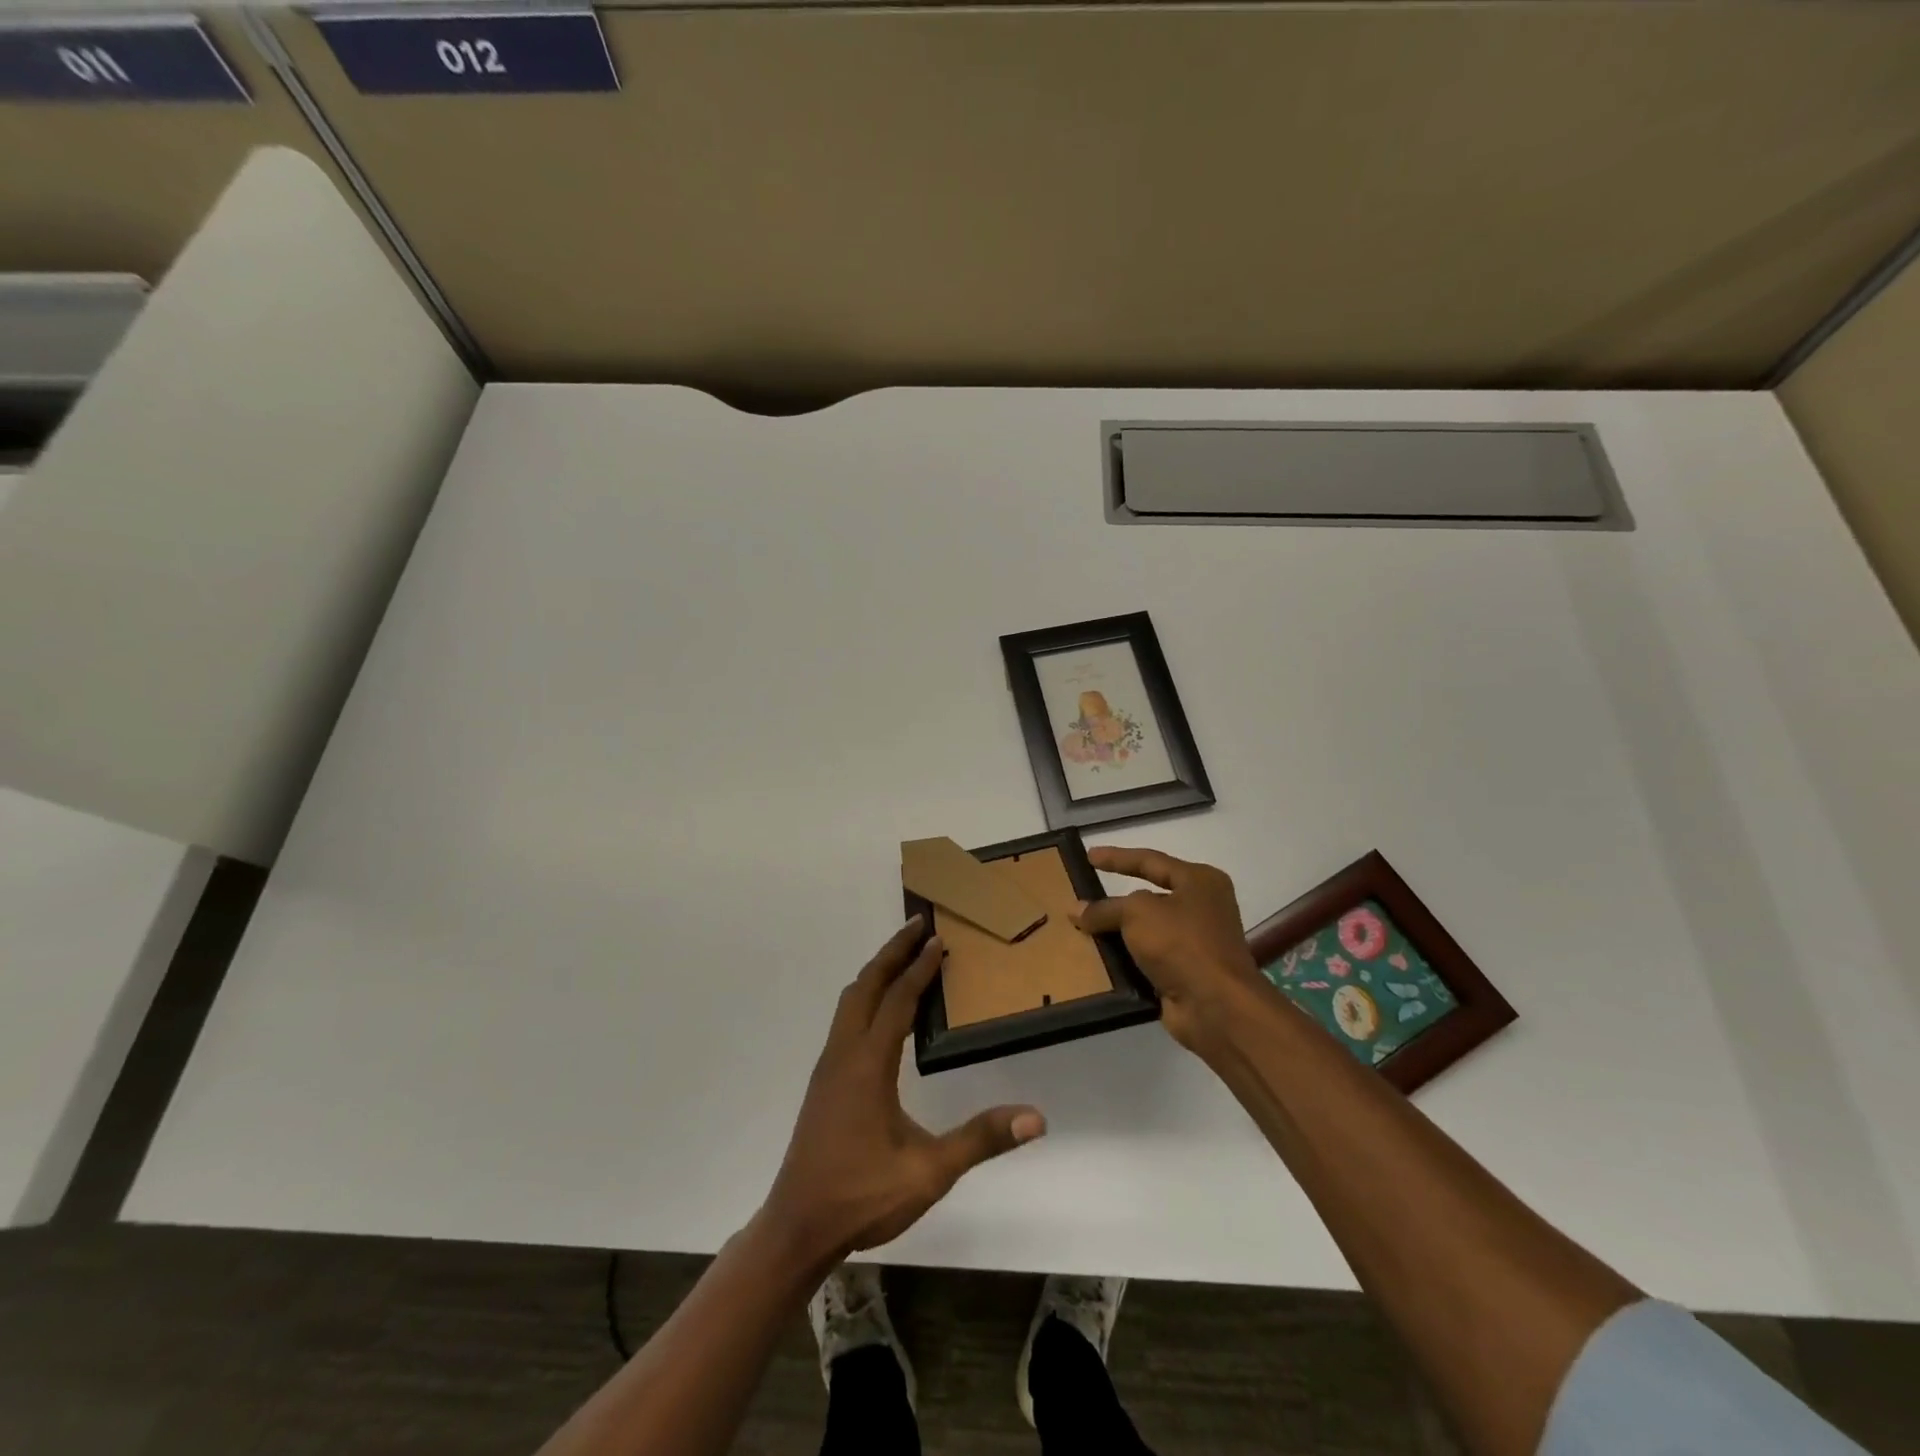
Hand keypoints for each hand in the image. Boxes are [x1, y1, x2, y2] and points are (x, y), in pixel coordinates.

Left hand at [762, 918, 1045, 1265]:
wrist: (798, 1225)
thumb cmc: (862, 1195)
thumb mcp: (929, 1172)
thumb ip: (980, 1139)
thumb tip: (1035, 1117)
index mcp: (867, 1064)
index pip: (896, 1000)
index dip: (919, 967)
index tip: (938, 939)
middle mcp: (844, 1053)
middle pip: (865, 985)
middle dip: (891, 951)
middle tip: (918, 925)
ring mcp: (829, 1066)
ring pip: (850, 1000)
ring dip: (876, 971)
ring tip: (903, 956)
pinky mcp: (824, 1081)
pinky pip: (846, 1018)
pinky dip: (866, 995)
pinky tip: (882, 1011)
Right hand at [1072, 846, 1263, 1052]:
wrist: (1216, 1006)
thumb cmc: (1181, 943)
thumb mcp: (1137, 913)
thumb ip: (1106, 908)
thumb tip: (1076, 910)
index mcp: (1199, 881)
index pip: (1150, 861)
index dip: (1117, 857)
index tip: (1088, 856)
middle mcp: (1202, 907)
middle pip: (1149, 896)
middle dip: (1115, 899)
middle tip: (1083, 894)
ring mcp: (1196, 942)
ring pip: (1146, 930)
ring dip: (1117, 932)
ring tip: (1081, 928)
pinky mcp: (1186, 972)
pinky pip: (1147, 958)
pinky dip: (1125, 958)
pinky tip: (1097, 958)